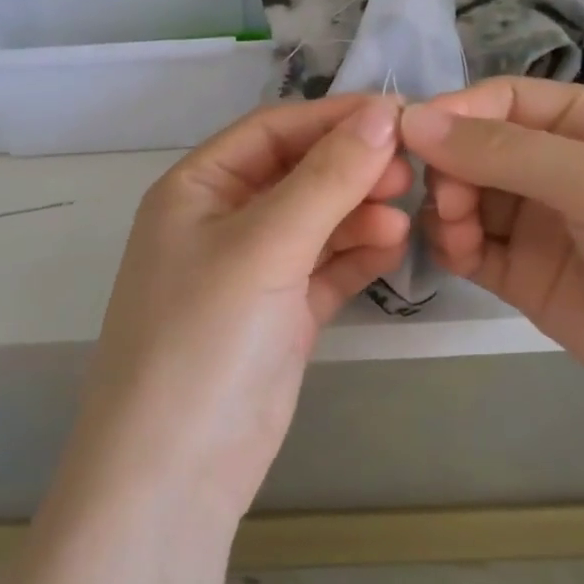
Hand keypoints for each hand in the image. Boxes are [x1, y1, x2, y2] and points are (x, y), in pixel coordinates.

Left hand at [71, 95, 412, 519]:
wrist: (175, 469)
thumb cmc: (204, 338)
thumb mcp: (264, 247)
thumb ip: (326, 179)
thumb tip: (382, 113)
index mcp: (197, 189)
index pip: (272, 130)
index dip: (332, 118)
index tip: (398, 116)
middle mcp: (222, 222)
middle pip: (298, 173)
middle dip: (350, 169)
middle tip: (408, 173)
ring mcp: (253, 271)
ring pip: (316, 221)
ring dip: (358, 214)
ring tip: (401, 219)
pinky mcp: (280, 315)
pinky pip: (325, 268)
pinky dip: (357, 255)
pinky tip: (392, 248)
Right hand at [399, 77, 583, 430]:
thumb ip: (503, 150)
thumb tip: (410, 119)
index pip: (497, 101)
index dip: (452, 115)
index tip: (408, 141)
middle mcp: (557, 164)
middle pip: (472, 149)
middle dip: (448, 168)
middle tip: (449, 201)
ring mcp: (539, 222)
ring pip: (463, 198)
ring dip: (447, 209)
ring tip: (462, 236)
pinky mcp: (526, 275)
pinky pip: (470, 247)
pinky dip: (453, 246)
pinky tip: (460, 256)